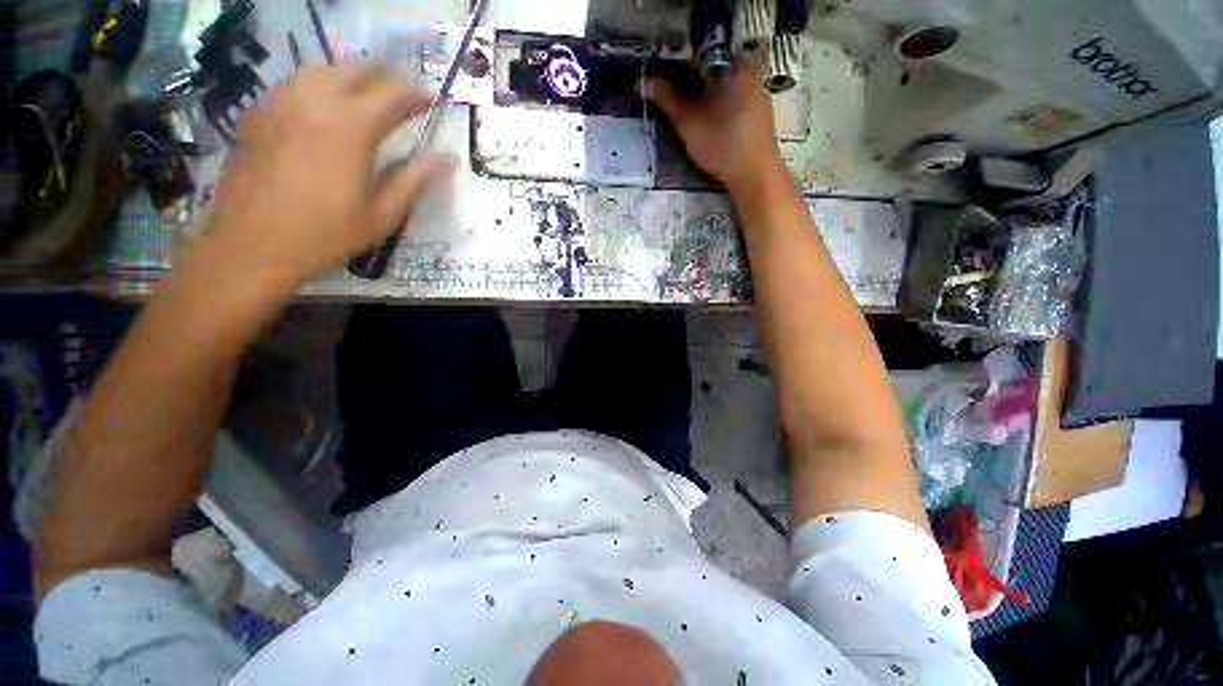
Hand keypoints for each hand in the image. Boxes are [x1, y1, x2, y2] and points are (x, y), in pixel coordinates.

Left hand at [199, 63, 454, 297]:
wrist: (254, 243)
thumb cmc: (327, 233)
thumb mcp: (383, 213)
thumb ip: (415, 178)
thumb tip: (447, 157)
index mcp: (350, 127)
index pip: (392, 96)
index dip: (416, 94)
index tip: (432, 99)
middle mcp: (314, 102)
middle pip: (354, 70)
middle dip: (384, 75)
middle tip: (402, 91)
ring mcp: (281, 103)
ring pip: (320, 69)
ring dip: (349, 75)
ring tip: (365, 91)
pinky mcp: (259, 114)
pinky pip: (294, 84)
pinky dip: (318, 85)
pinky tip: (324, 105)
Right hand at [646, 50, 784, 194]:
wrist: (754, 174)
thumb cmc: (723, 144)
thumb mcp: (689, 123)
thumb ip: (668, 100)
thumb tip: (648, 81)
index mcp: (735, 61)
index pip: (702, 46)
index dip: (680, 54)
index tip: (663, 64)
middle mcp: (750, 67)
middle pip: (713, 61)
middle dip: (690, 70)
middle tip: (669, 81)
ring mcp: (756, 88)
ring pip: (722, 78)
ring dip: (702, 86)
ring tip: (681, 97)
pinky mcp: (756, 108)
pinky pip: (731, 92)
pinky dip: (715, 98)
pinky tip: (703, 112)